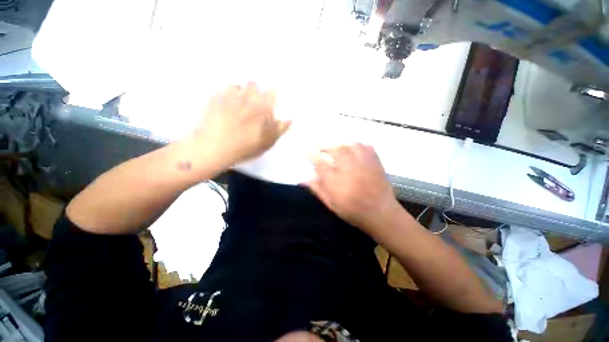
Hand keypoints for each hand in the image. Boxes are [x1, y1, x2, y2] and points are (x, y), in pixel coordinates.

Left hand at [188, 83, 290, 168]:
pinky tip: (224, 107)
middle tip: (253, 105)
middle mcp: (248, 95)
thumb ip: (281, 128)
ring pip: (238, 86)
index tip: (270, 100)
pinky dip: (226, 96)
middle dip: (255, 92)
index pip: (272, 91)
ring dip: (240, 93)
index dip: (271, 94)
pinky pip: (223, 91)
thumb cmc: (248, 145)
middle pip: (254, 84)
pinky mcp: (215, 97)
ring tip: (238, 105)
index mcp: (264, 106)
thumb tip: (291, 118)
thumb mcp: (269, 141)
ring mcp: (230, 95)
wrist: (217, 147)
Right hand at [307, 144, 401, 236]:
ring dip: (339, 144)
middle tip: (318, 147)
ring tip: (334, 147)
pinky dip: (357, 145)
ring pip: (349, 145)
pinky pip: (365, 146)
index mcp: (336, 180)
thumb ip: (317, 189)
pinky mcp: (375, 161)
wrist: (382, 213)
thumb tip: (303, 179)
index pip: (319, 162)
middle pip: (334, 149)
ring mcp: (363, 163)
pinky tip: (353, 147)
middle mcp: (348, 168)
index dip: (310, 154)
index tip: (305, 151)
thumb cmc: (353, 211)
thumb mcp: (331, 203)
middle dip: (324, 146)